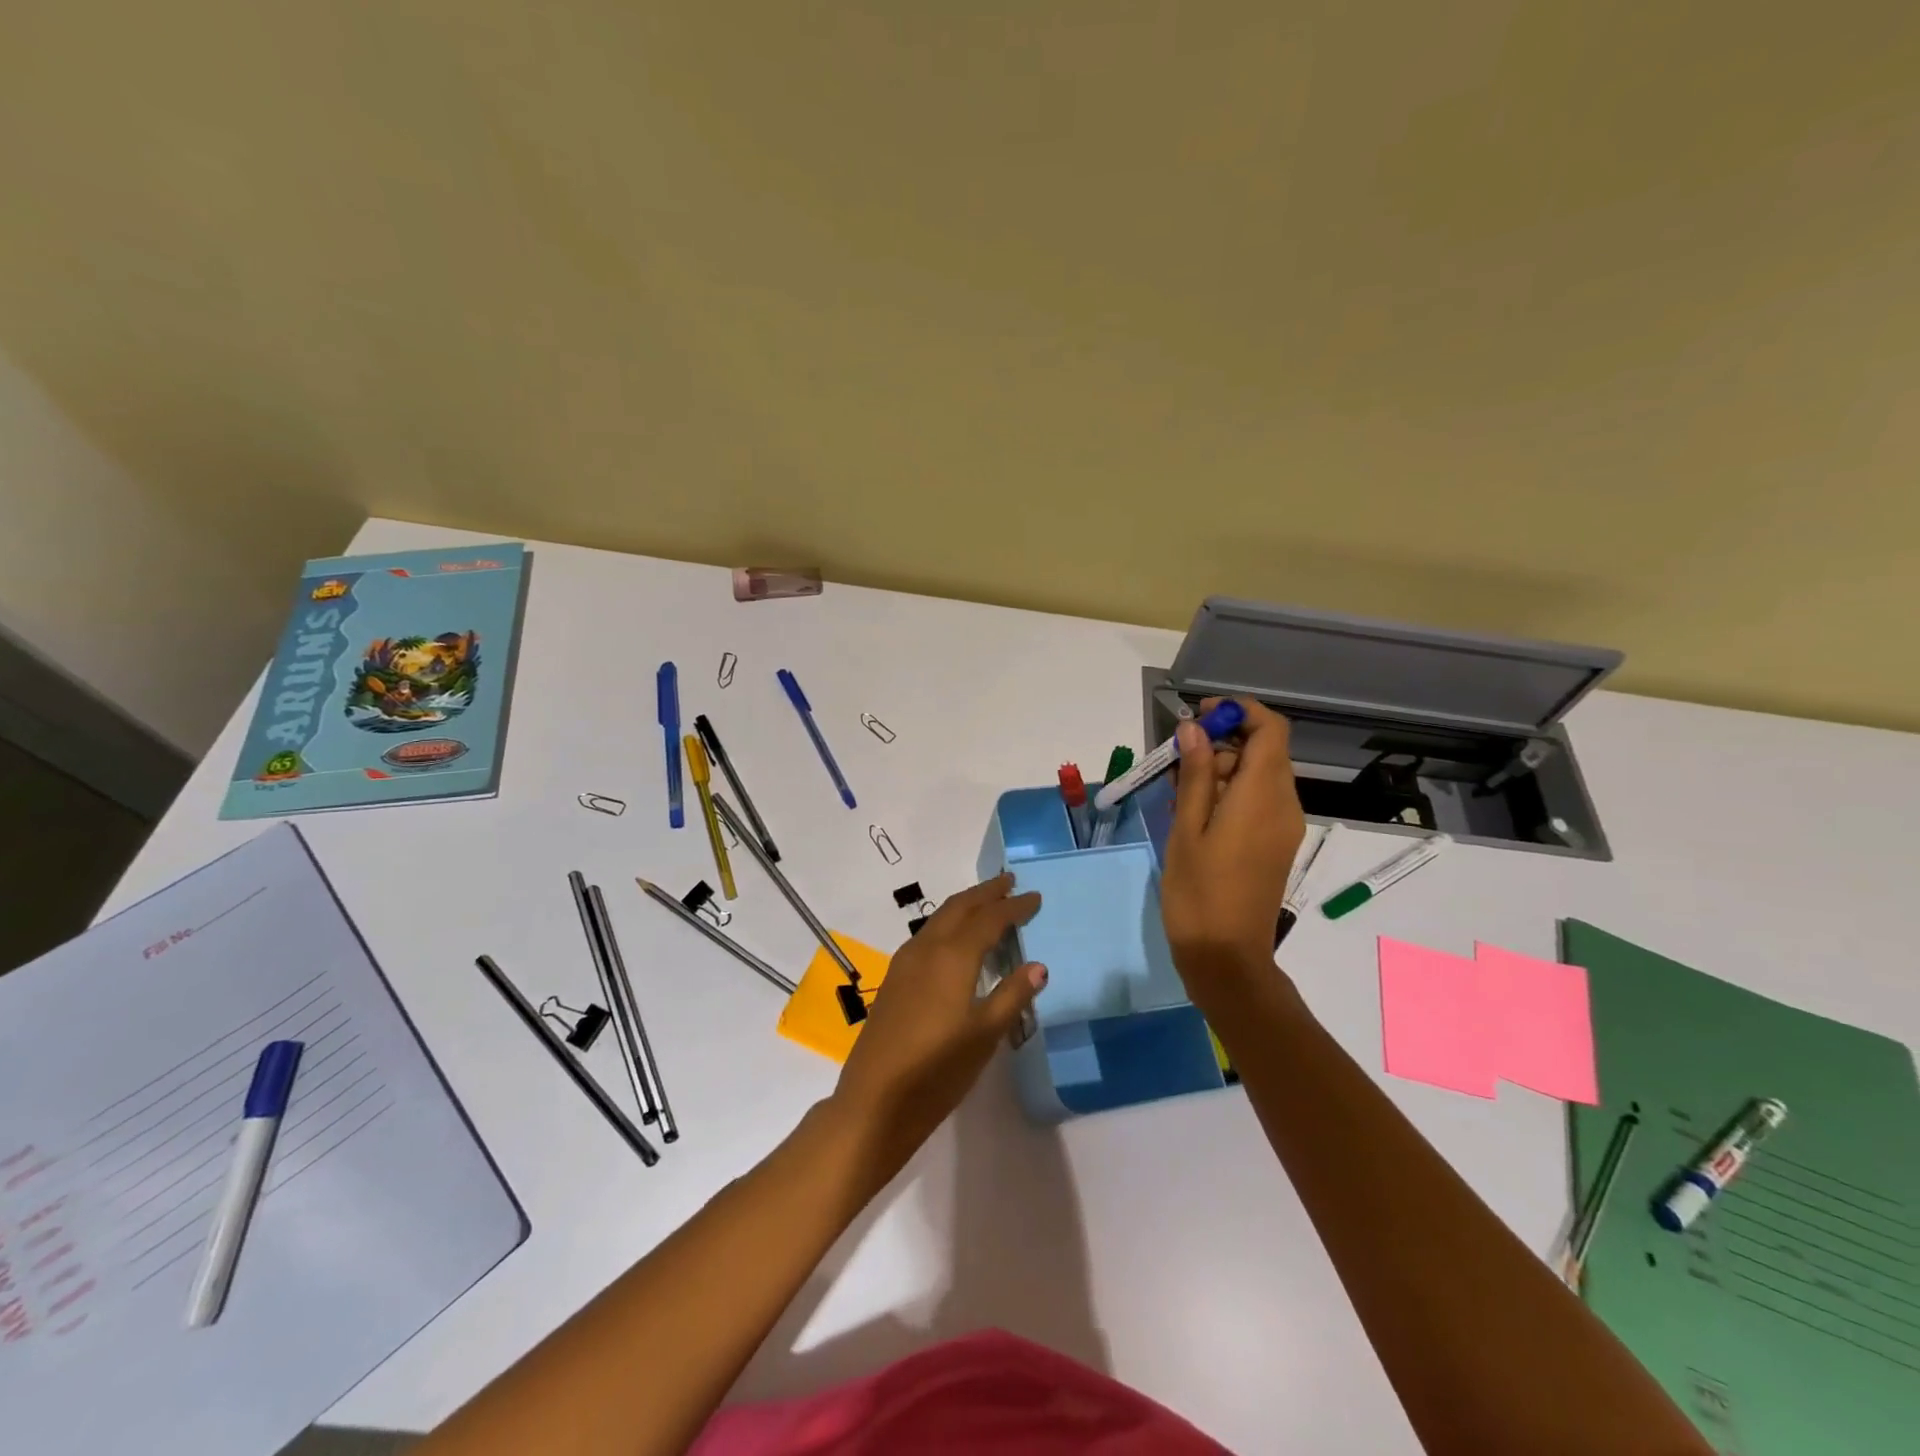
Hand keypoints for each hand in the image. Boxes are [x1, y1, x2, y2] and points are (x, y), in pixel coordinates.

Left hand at [829, 874, 1045, 1178]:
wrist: (874, 1102)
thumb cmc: (937, 1071)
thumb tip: (1038, 966)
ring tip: (986, 904)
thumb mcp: (985, 1036)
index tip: (1035, 896)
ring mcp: (904, 963)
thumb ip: (1011, 996)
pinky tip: (955, 941)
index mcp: (952, 956)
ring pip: (939, 919)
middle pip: (959, 907)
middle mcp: (926, 949)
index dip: (1013, 907)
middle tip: (1009, 882)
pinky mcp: (894, 980)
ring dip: (965, 906)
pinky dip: (948, 925)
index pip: (989, 919)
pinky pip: (926, 936)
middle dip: (986, 893)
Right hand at [1158, 697, 1307, 1006]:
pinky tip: (1193, 812)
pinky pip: (1257, 801)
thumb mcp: (1187, 827)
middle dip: (1220, 743)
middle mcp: (1283, 804)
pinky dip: (1228, 792)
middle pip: (1262, 750)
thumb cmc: (1199, 891)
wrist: (1227, 956)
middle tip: (1173, 760)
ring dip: (1219, 769)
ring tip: (1175, 789)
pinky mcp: (1275, 844)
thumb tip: (1195, 730)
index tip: (1199, 717)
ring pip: (1257, 776)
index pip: (1270, 729)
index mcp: (1263, 795)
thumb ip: (1194, 774)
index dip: (1239, 712)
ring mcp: (1283, 826)